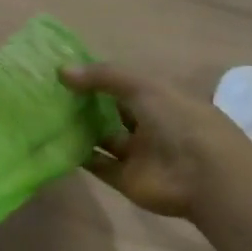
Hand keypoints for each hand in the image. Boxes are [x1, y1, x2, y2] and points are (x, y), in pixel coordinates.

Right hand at [59, 63, 249, 219]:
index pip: (125, 84)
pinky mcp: (126, 179)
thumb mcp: (142, 86)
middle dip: (86, 103)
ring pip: (104, 138)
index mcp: (160, 98)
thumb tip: (61, 71)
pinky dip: (81, 157)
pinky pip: (99, 165)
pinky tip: (56, 143)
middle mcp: (149, 124)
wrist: (203, 175)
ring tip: (48, 116)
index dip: (98, 77)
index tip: (67, 71)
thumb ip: (103, 77)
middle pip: (112, 111)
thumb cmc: (178, 120)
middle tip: (50, 93)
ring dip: (81, 129)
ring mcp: (138, 153)